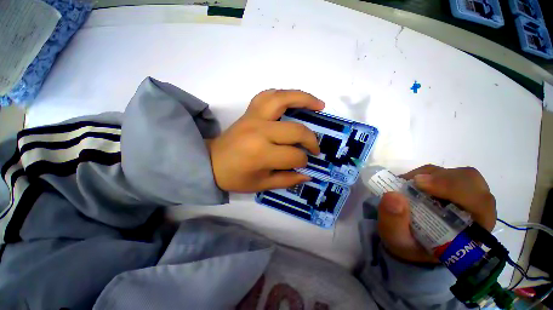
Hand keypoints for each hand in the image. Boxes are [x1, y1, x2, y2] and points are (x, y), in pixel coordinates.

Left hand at [207, 89, 324, 191]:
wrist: (211, 162)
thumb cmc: (235, 177)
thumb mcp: (262, 185)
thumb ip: (287, 179)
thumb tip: (308, 174)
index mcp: (261, 154)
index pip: (294, 155)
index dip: (303, 161)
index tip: (303, 164)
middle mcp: (260, 131)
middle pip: (296, 130)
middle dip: (311, 139)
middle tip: (315, 147)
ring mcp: (254, 117)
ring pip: (283, 99)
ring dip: (304, 99)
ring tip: (319, 105)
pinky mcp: (249, 111)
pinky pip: (268, 95)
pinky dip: (283, 94)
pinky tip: (293, 99)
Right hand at [377, 165, 496, 263]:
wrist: (409, 239)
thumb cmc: (409, 245)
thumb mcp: (396, 239)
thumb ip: (394, 222)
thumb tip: (393, 196)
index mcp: (473, 231)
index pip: (480, 204)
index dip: (455, 189)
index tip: (420, 184)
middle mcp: (475, 210)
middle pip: (472, 182)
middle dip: (444, 179)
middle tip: (414, 181)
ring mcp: (464, 196)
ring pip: (458, 174)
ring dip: (432, 175)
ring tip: (408, 183)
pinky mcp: (449, 187)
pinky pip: (443, 172)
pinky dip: (424, 173)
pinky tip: (410, 182)